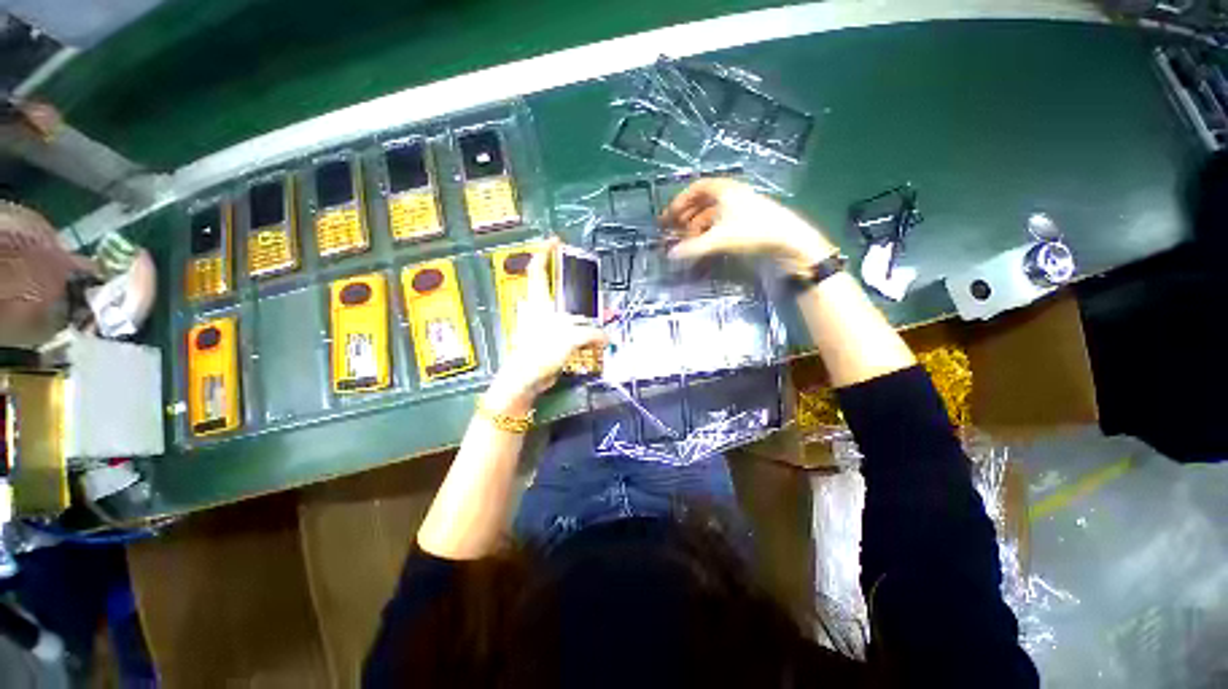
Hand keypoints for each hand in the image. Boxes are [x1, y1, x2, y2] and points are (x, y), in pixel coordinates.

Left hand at [486, 238, 607, 414]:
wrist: (528, 378)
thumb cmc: (540, 352)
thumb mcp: (569, 337)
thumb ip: (592, 333)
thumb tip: (607, 336)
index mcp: (539, 301)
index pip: (538, 270)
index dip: (544, 253)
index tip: (554, 240)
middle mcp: (543, 309)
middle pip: (560, 289)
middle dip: (578, 283)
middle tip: (593, 279)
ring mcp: (549, 325)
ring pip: (571, 311)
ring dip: (588, 310)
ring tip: (607, 310)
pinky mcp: (555, 339)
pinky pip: (575, 329)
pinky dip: (588, 329)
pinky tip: (601, 334)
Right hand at [661, 179, 835, 274]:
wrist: (788, 240)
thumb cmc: (752, 232)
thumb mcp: (718, 239)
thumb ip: (692, 247)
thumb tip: (669, 255)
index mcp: (724, 190)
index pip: (695, 189)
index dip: (679, 202)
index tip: (668, 218)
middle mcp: (731, 194)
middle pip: (702, 201)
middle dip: (685, 215)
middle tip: (672, 230)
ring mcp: (740, 207)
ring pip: (711, 213)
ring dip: (695, 225)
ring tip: (686, 240)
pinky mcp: (747, 220)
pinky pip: (720, 222)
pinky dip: (708, 231)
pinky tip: (703, 244)